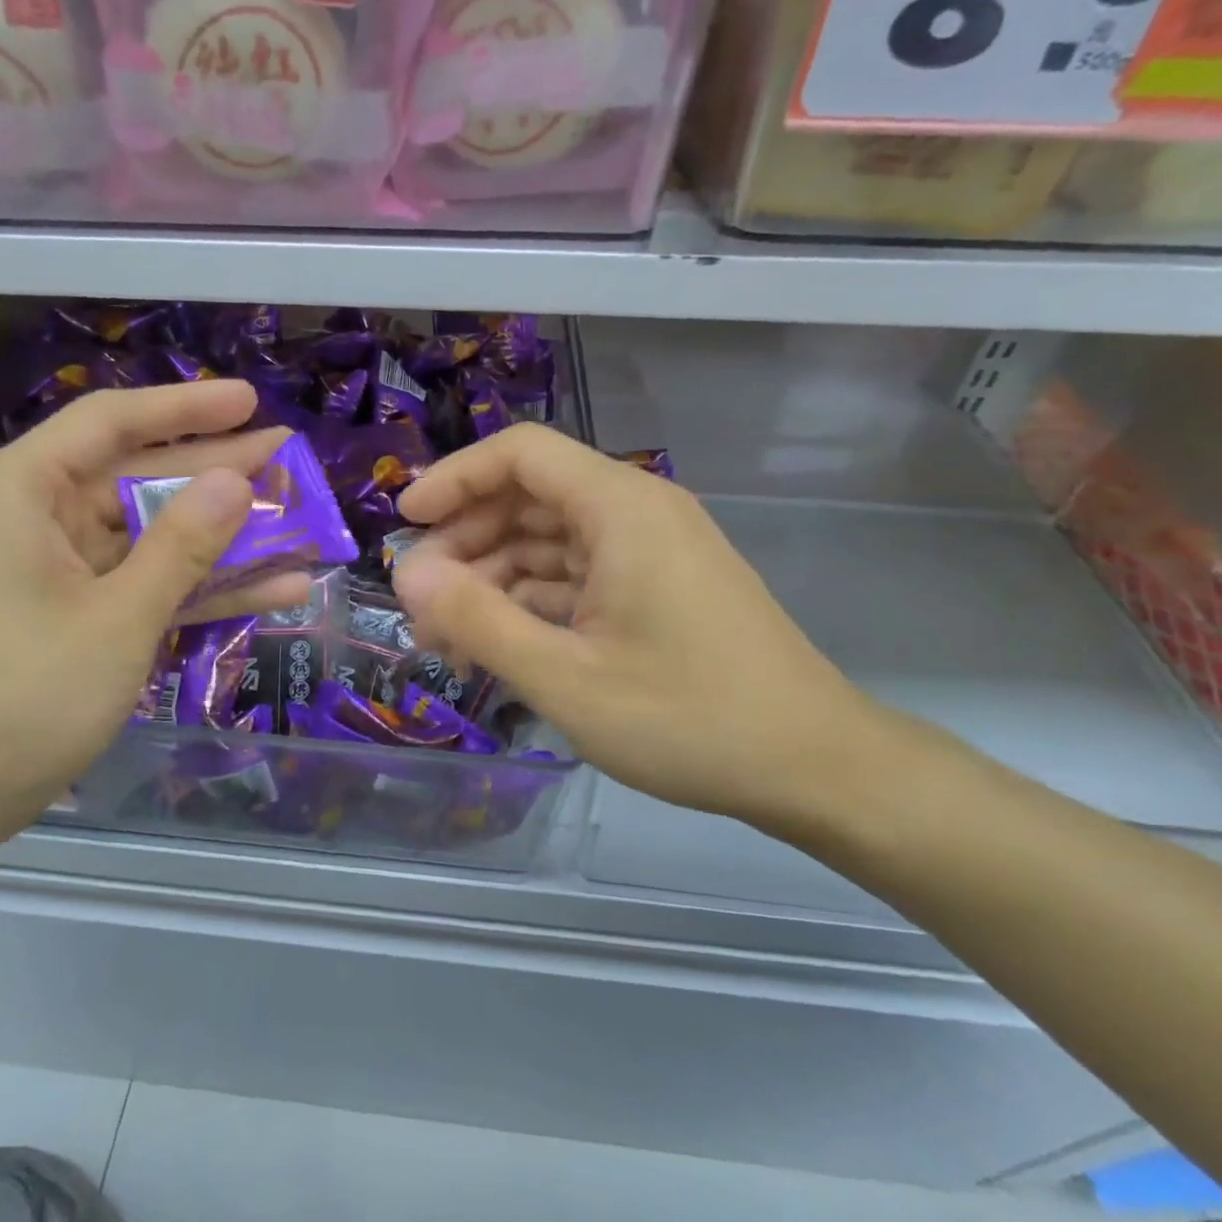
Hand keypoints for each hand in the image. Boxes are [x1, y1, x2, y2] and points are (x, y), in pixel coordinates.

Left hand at [0, 381, 308, 851]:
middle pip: (136, 477)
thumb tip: (238, 480)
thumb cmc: (20, 699)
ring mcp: (51, 570)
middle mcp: (30, 518)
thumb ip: (183, 545)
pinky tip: (269, 589)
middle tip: (286, 456)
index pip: (110, 422)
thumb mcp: (117, 618)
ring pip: (147, 535)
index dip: (185, 407)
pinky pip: (138, 582)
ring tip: (294, 520)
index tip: (249, 401)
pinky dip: (195, 586)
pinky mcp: (67, 614)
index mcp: (19, 493)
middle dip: (215, 473)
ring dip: (218, 536)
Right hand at [391, 425, 890, 828]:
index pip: (520, 453)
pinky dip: (534, 600)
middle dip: (466, 541)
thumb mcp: (565, 678)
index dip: (454, 479)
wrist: (817, 768)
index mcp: (620, 508)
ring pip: (550, 539)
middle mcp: (637, 511)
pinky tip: (502, 643)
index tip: (404, 524)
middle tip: (421, 601)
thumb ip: (477, 621)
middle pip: (530, 495)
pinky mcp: (658, 585)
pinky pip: (578, 573)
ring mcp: (651, 549)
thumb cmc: (689, 719)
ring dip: (495, 578)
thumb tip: (406, 576)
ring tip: (450, 637)